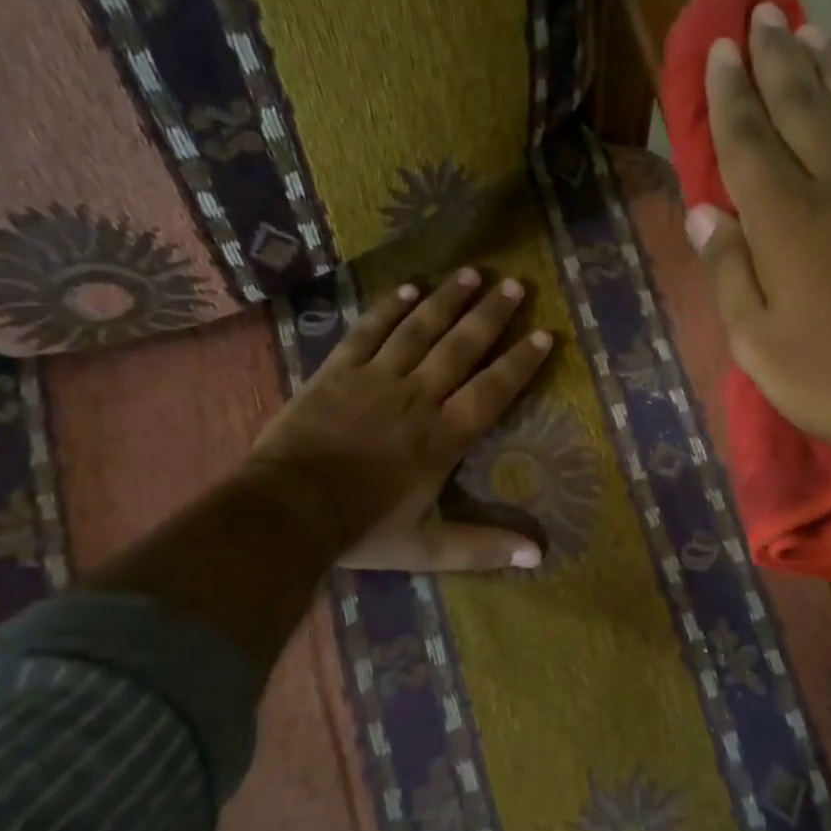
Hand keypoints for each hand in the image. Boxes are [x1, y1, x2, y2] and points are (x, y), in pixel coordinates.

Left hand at [243, 269, 554, 571]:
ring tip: (472, 273)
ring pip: (419, 329)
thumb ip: (482, 548)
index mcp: (443, 437)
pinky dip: (389, 308)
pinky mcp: (338, 371)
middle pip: (461, 347)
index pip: (492, 390)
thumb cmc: (361, 529)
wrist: (285, 511)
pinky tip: (409, 288)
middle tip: (517, 284)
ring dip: (448, 299)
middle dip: (492, 314)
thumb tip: (538, 557)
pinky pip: (369, 331)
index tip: (545, 335)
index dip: (520, 363)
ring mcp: (376, 379)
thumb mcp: (427, 548)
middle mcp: (418, 397)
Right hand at [688, 4, 830, 470]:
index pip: (748, 142)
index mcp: (786, 221)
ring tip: (812, 32)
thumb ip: (729, 274)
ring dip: (827, 69)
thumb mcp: (760, 344)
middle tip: (762, 13)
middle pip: (801, 108)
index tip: (719, 50)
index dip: (729, 96)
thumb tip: (702, 215)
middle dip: (777, 59)